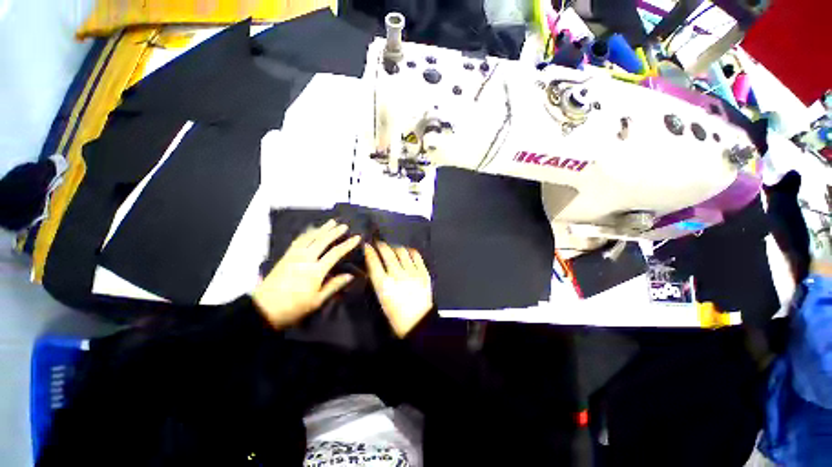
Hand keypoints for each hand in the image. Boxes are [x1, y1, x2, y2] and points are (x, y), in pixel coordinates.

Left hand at [253, 220, 359, 328]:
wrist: (263, 309)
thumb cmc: (293, 308)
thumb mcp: (317, 301)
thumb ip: (333, 286)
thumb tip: (350, 276)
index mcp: (315, 271)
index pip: (335, 253)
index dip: (347, 245)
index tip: (357, 238)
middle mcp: (305, 259)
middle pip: (322, 241)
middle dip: (334, 232)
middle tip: (344, 225)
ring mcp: (294, 256)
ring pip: (310, 237)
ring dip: (322, 229)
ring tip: (330, 222)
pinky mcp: (285, 257)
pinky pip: (298, 241)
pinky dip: (307, 233)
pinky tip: (311, 230)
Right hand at [364, 242, 432, 337]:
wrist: (417, 321)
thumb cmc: (395, 313)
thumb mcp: (380, 297)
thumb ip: (377, 279)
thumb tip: (373, 264)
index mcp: (384, 285)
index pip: (373, 262)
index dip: (369, 251)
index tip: (367, 245)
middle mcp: (398, 275)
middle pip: (387, 253)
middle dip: (381, 245)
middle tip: (378, 244)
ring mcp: (413, 273)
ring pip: (402, 251)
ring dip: (394, 247)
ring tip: (392, 249)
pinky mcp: (423, 272)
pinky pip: (416, 255)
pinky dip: (409, 251)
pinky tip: (406, 253)